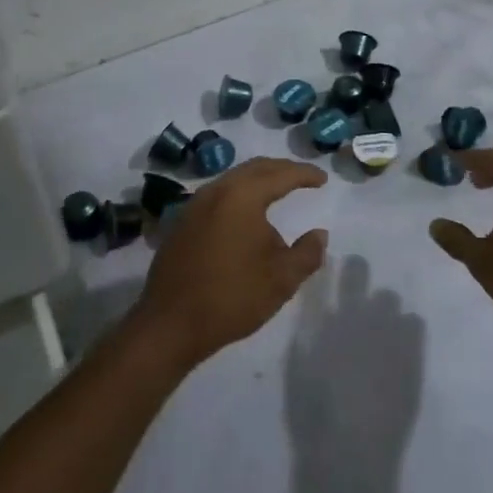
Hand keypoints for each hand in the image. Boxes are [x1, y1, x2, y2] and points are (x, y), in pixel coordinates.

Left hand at [132, 158, 327, 370]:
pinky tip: (245, 216)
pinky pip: (217, 196)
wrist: (170, 323)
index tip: (323, 179)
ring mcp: (194, 205)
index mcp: (242, 196)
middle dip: (281, 170)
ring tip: (277, 192)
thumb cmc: (232, 297)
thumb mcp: (281, 279)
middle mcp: (216, 191)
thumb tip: (319, 235)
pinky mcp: (181, 223)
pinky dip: (238, 196)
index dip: (304, 174)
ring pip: (232, 180)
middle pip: (254, 169)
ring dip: (258, 181)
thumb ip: (307, 253)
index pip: (280, 175)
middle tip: (302, 178)